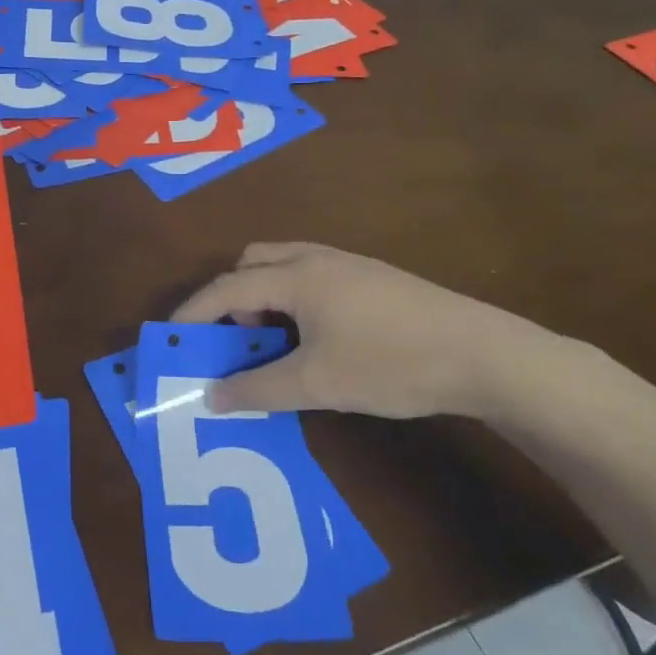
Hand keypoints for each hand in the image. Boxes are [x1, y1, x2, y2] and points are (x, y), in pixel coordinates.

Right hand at [173, 242, 591, 420]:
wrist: (485, 355)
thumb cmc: (391, 364)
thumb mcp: (318, 384)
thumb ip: (258, 389)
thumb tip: (211, 397)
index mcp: (295, 276)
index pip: (226, 288)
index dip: (194, 312)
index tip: (170, 337)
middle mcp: (315, 258)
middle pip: (252, 263)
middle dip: (232, 298)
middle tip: (238, 340)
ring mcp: (347, 264)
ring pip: (284, 267)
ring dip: (265, 298)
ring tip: (276, 344)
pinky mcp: (372, 278)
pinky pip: (311, 277)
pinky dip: (294, 300)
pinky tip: (317, 339)